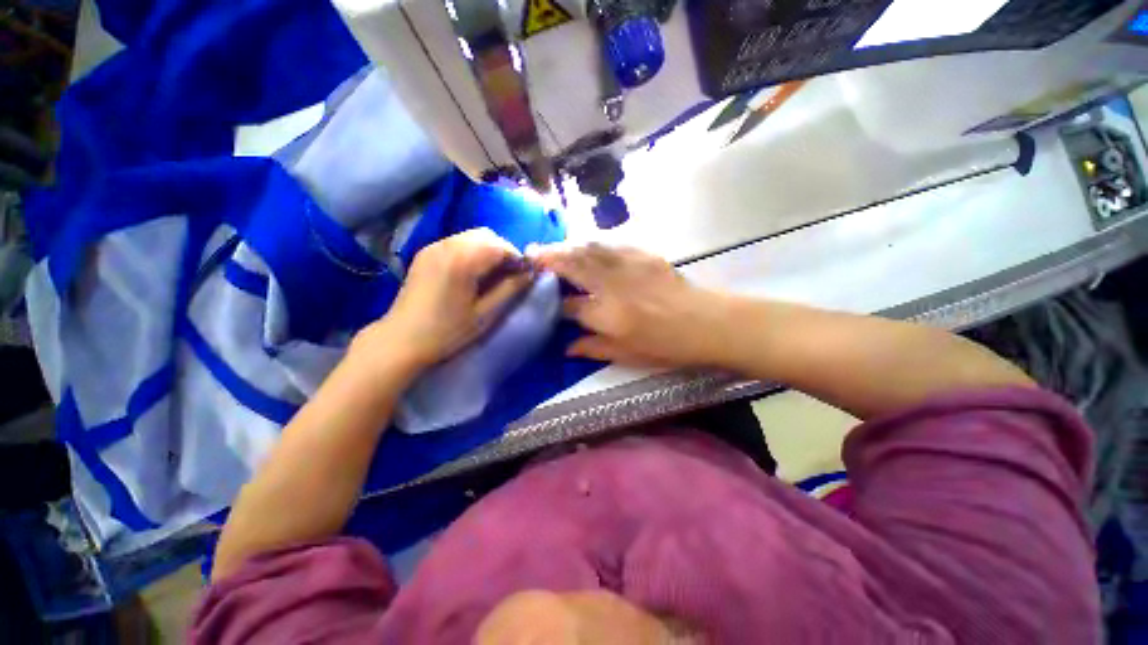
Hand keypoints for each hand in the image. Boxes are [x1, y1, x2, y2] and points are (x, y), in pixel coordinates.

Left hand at [356, 228, 532, 370]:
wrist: (401, 340)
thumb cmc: (447, 332)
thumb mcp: (485, 313)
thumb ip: (509, 289)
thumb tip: (530, 273)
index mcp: (462, 261)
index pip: (500, 246)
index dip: (517, 258)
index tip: (523, 276)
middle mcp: (447, 245)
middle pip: (486, 235)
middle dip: (503, 251)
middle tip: (509, 275)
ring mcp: (433, 247)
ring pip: (471, 236)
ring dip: (488, 250)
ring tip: (492, 275)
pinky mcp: (425, 253)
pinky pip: (457, 242)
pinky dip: (472, 251)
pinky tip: (472, 273)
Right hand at [531, 243, 730, 367]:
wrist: (706, 323)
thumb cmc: (665, 345)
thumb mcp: (626, 355)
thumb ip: (592, 348)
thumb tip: (566, 348)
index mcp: (606, 315)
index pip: (569, 305)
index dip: (554, 302)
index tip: (543, 299)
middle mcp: (611, 286)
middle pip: (572, 266)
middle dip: (548, 258)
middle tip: (529, 252)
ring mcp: (628, 266)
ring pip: (588, 249)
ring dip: (566, 246)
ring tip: (551, 246)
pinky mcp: (643, 255)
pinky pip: (611, 244)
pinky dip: (592, 244)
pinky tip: (585, 245)